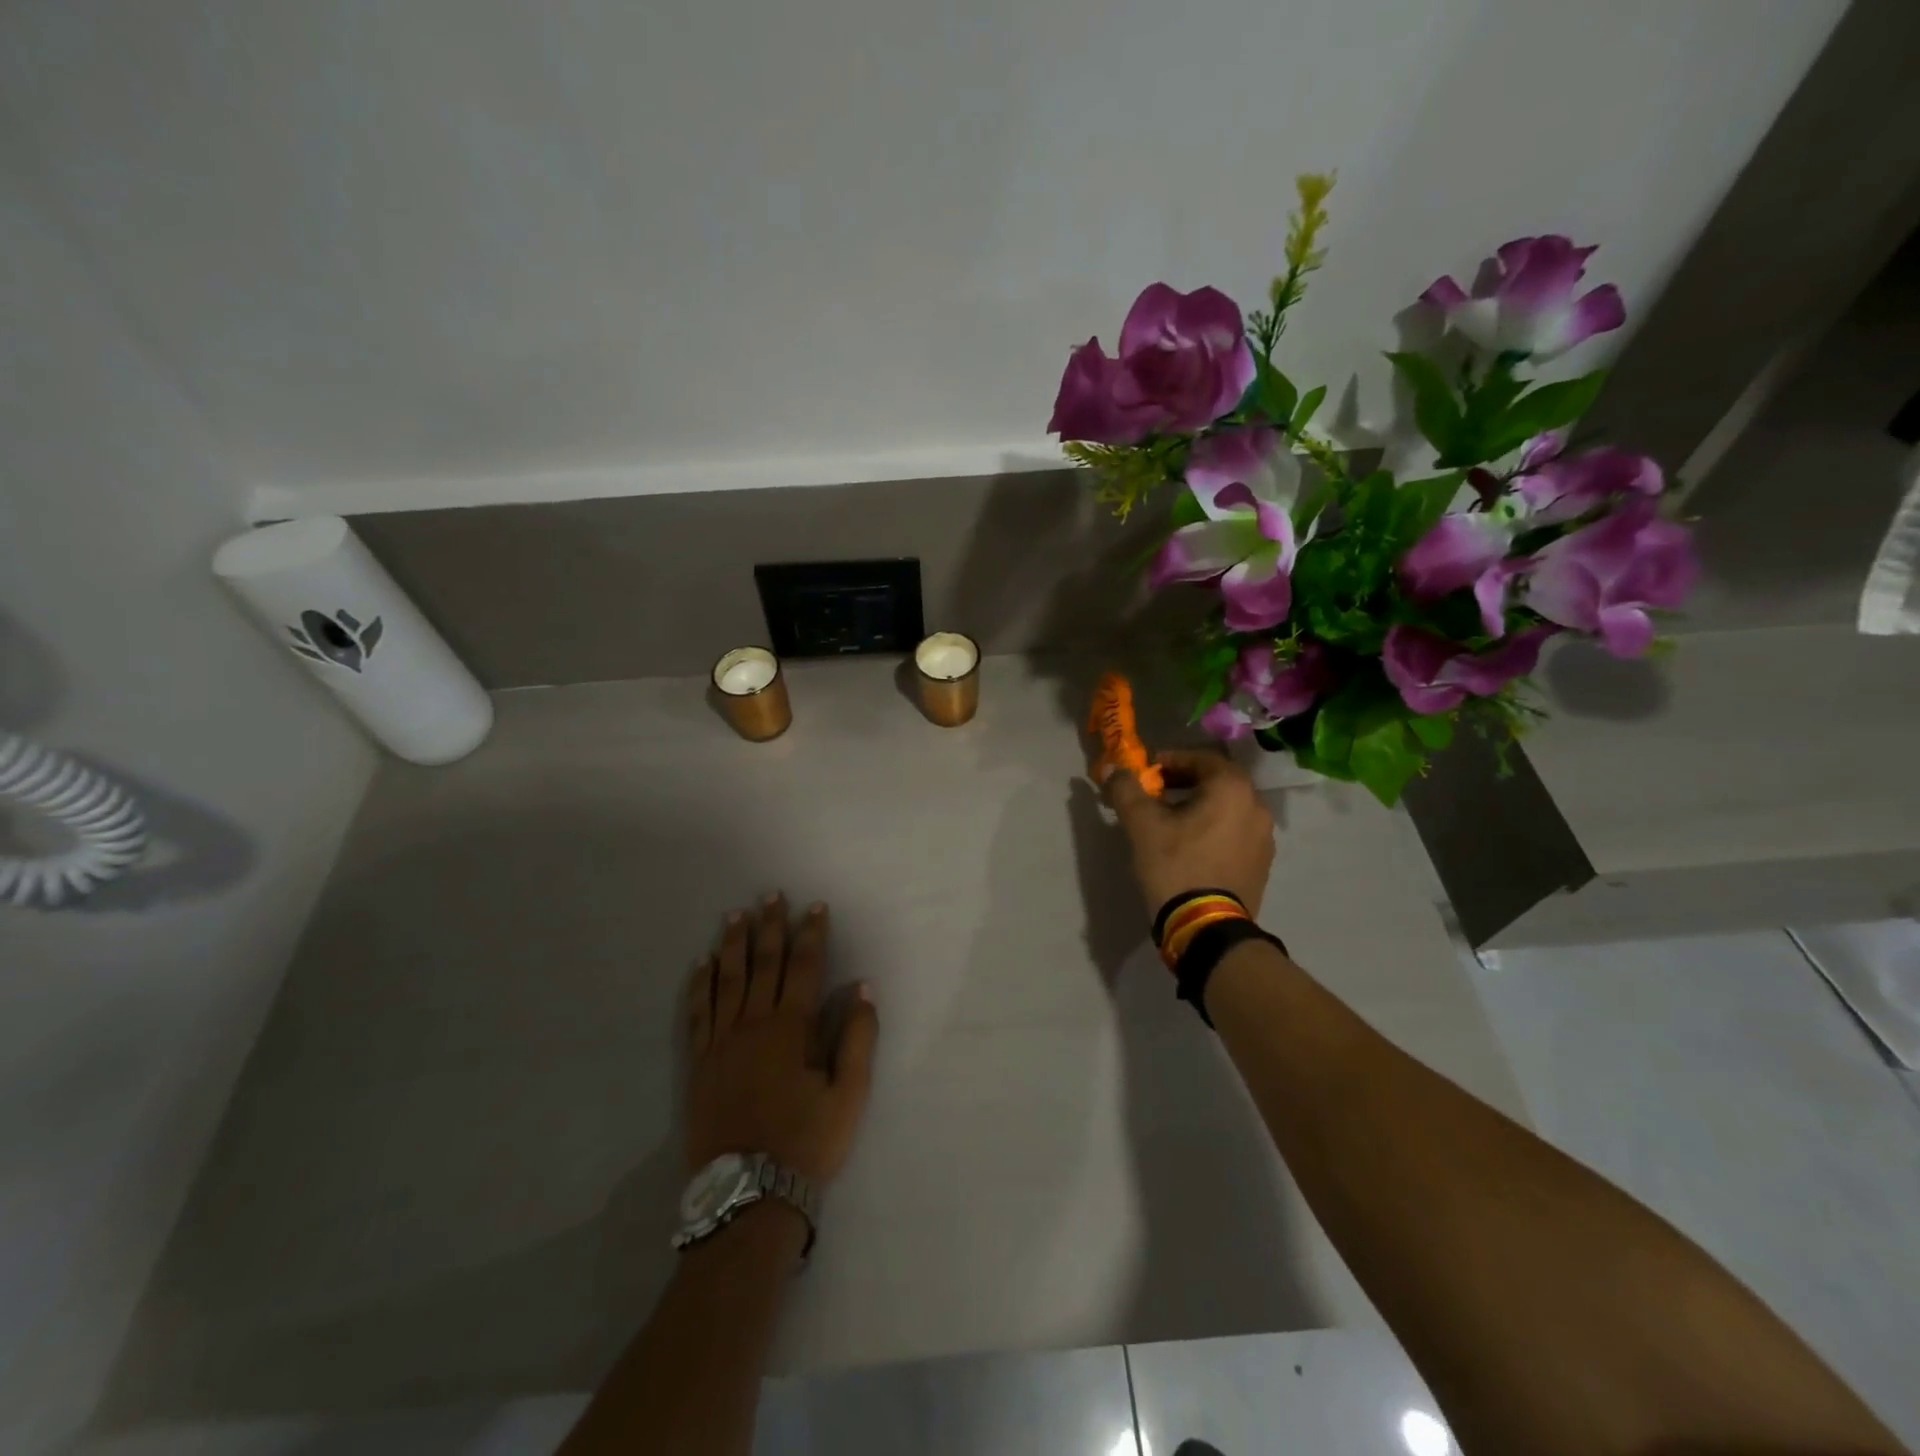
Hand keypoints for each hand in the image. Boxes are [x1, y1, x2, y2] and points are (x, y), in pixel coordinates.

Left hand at [685, 895, 878, 1185]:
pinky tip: (703, 964)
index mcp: (791, 1029)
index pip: (803, 966)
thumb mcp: (849, 1095)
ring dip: (733, 944)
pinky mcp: (700, 1062)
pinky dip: (700, 984)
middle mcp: (753, 1024)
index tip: (815, 906)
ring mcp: (721, 1042)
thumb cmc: (807, 1142)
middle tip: (771, 895)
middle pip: (763, 963)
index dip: (811, 933)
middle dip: (770, 926)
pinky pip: (698, 1011)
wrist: (748, 1195)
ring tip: (735, 915)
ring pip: (727, 979)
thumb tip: (863, 987)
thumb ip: (858, 1037)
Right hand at [1104, 750, 1274, 919]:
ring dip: (1200, 805)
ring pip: (1228, 807)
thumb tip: (1113, 769)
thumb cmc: (1176, 866)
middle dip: (1185, 781)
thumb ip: (1126, 790)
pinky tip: (1191, 845)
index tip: (1148, 771)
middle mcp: (1256, 806)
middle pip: (1218, 781)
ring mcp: (1263, 837)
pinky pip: (1236, 831)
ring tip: (1171, 820)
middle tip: (1157, 791)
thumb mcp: (1142, 825)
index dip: (1171, 760)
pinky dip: (1214, 827)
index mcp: (1232, 789)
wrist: (1207, 928)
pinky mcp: (1261, 863)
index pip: (1202, 758)